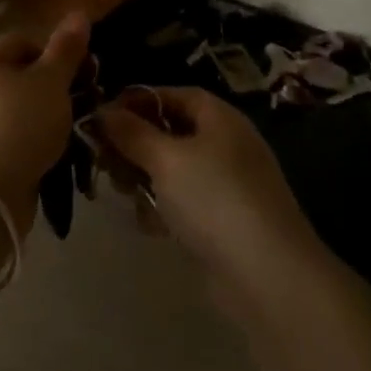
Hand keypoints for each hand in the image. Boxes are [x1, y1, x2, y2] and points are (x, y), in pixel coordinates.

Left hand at [0, 12, 88, 235]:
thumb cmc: (20, 125)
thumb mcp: (51, 82)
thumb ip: (66, 49)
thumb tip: (79, 12)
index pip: (25, 41)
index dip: (56, 52)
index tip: (84, 72)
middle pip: (24, 76)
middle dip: (58, 87)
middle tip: (87, 101)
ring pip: (23, 109)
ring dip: (51, 117)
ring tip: (77, 130)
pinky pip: (17, 138)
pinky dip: (37, 142)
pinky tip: (58, 154)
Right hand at [98, 87, 323, 309]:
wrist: (267, 276)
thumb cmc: (214, 199)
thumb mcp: (166, 159)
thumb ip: (131, 132)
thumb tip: (102, 112)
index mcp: (219, 118)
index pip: (172, 95)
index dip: (136, 101)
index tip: (102, 118)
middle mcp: (225, 144)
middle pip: (170, 132)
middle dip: (135, 144)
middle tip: (103, 160)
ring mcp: (227, 184)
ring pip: (173, 169)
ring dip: (144, 177)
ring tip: (122, 192)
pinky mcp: (223, 221)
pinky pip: (183, 201)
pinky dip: (163, 207)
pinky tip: (149, 224)